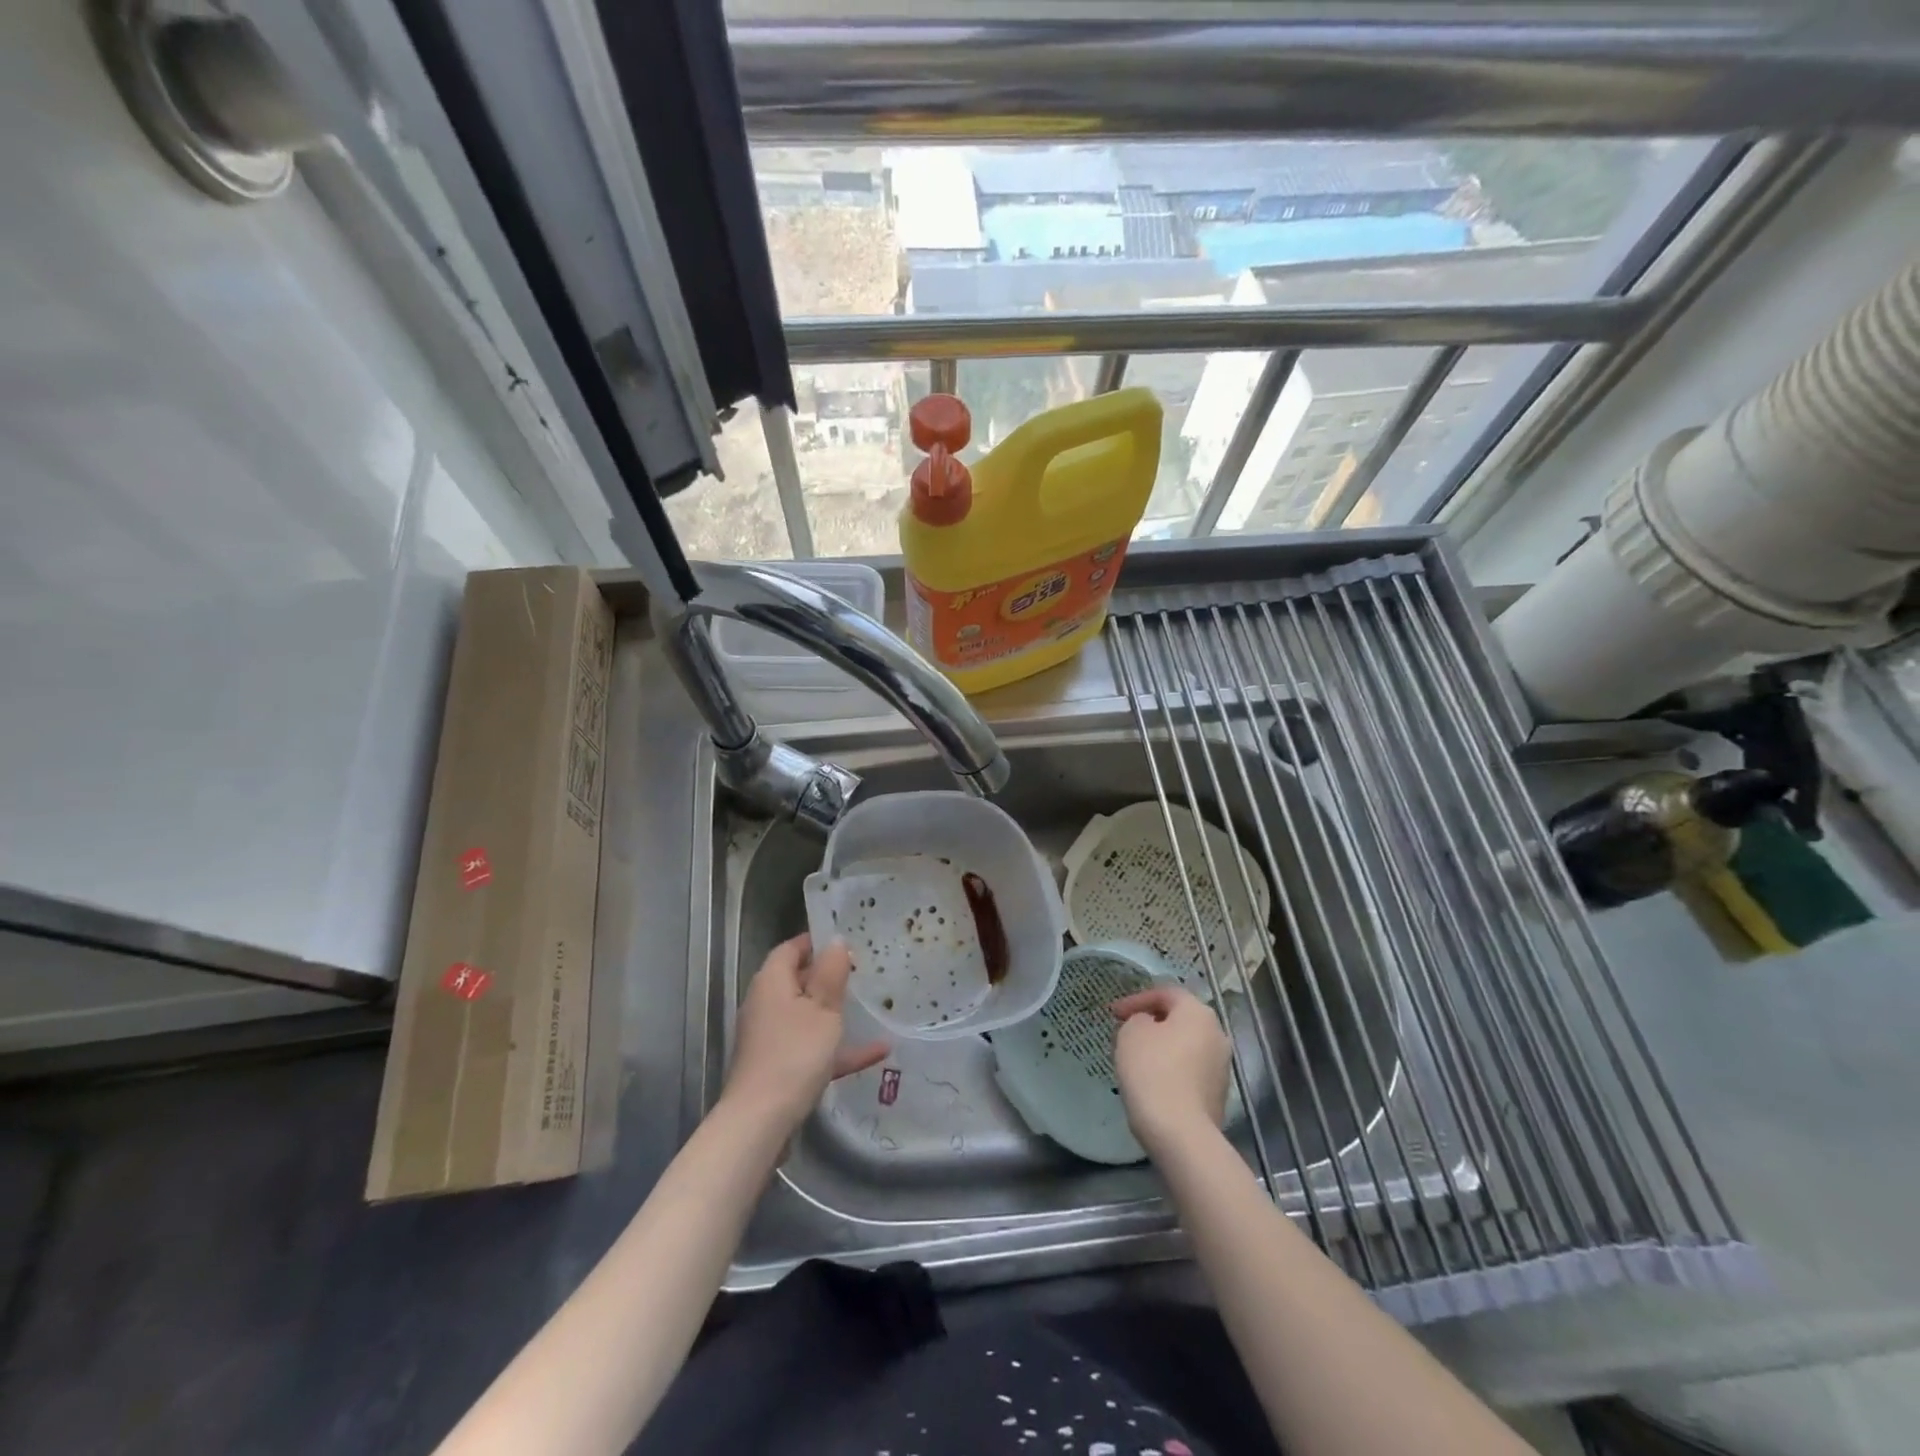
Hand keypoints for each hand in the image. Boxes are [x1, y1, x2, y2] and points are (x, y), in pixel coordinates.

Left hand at [725, 934, 889, 1130]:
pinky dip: (839, 1048)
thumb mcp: (823, 1009)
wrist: (761, 1122)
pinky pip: (813, 1047)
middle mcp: (766, 1004)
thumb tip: (835, 941)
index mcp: (772, 982)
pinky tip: (878, 1052)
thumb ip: (831, 973)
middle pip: (798, 980)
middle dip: (829, 976)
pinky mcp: (779, 1066)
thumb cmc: (795, 1054)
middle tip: (863, 971)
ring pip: (807, 1015)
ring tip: (870, 1006)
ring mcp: (771, 1037)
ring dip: (836, 1012)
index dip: (816, 941)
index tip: (847, 941)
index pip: (791, 948)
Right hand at [1111, 986, 1232, 1154]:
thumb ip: (1138, 1019)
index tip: (1114, 1014)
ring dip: (1161, 1047)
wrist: (1180, 1133)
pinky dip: (1171, 1070)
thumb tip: (1150, 1026)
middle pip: (1179, 1019)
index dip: (1136, 999)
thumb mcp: (1132, 1032)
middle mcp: (1217, 1034)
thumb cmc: (1152, 1071)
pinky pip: (1189, 1071)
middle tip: (1125, 1032)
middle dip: (1151, 1023)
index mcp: (1198, 1012)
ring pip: (1185, 1046)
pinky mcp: (1218, 1094)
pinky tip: (1152, 1083)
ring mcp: (1221, 1067)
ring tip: (1135, 1059)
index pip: (1165, 993)